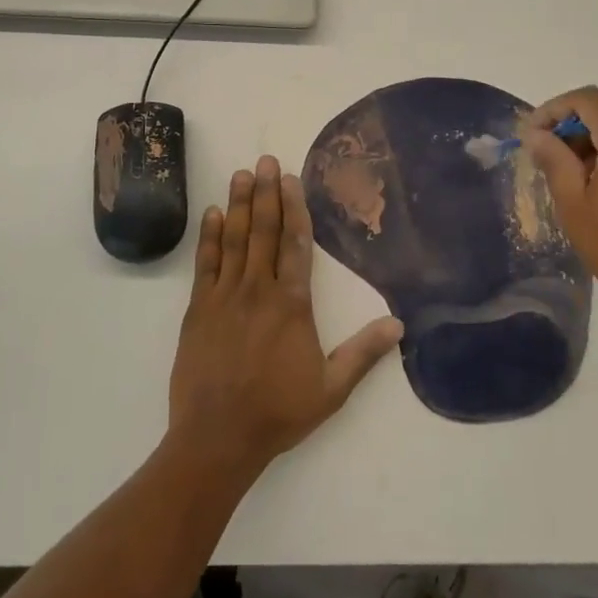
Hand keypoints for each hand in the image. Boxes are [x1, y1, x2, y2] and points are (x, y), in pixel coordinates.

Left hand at [167, 155, 402, 480]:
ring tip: (241, 174)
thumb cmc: (279, 412)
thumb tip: (399, 324)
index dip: (294, 209)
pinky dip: (209, 236)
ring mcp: (224, 297)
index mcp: (292, 305)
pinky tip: (212, 213)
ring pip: (233, 240)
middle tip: (265, 160)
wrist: (218, 437)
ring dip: (238, 205)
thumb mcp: (331, 389)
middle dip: (265, 193)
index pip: (295, 245)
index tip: (290, 180)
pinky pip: (205, 264)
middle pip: (263, 232)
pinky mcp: (198, 309)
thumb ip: (364, 353)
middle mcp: (258, 290)